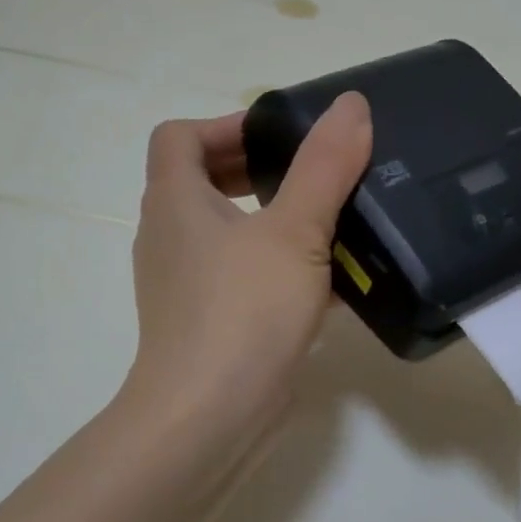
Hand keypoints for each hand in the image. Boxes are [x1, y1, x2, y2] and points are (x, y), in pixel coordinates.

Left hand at [125, 93, 371, 444]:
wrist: (209, 417)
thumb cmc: (242, 312)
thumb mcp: (293, 232)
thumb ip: (324, 166)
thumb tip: (350, 104)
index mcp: (175, 202)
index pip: (178, 137)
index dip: (224, 124)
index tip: (279, 138)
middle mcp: (169, 237)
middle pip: (201, 179)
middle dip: (256, 169)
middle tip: (313, 175)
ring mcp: (184, 283)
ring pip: (225, 231)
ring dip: (271, 219)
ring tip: (330, 220)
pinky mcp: (207, 321)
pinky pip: (241, 275)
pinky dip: (276, 266)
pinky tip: (329, 282)